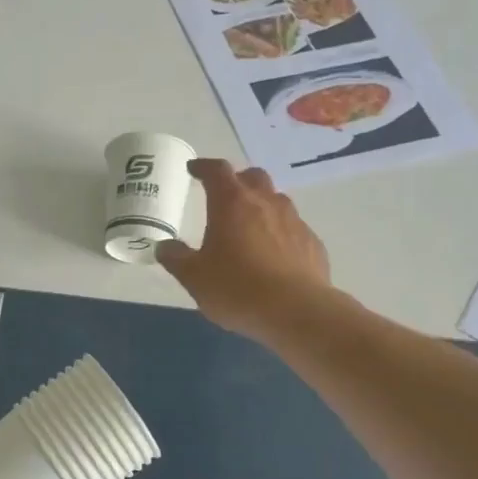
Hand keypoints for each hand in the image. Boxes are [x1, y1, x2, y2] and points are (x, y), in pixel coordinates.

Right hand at [157, 159, 330, 338]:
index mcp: (232, 203)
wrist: (296, 312)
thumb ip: (176, 258)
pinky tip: (274, 256)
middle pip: (253, 177)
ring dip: (261, 206)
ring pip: (276, 201)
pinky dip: (280, 233)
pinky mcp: (313, 243)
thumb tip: (165, 247)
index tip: (193, 170)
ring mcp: (294, 222)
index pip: (217, 171)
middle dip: (237, 181)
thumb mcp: (194, 277)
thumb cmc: (236, 288)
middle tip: (224, 196)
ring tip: (249, 227)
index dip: (203, 167)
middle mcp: (266, 203)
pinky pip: (293, 228)